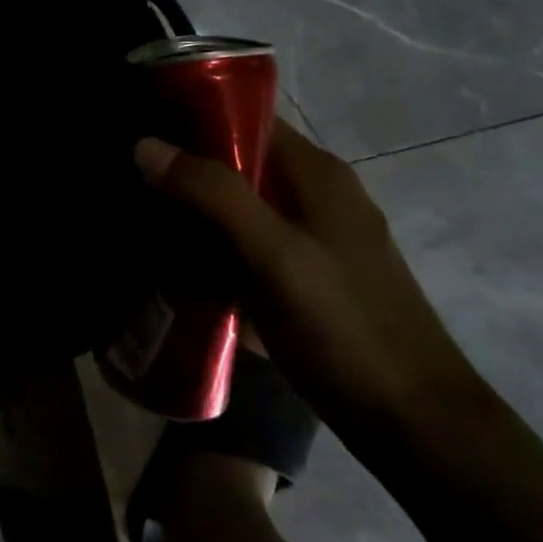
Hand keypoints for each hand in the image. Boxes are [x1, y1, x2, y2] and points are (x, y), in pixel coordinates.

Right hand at [135, 126, 483, 442]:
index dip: (193, 118)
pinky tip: (179, 270)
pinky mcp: (306, 280)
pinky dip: (215, 252)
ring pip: (241, 210)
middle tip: (130, 186)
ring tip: (141, 225)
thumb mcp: (273, 255)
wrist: (413, 423)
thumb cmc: (343, 326)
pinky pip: (248, 249)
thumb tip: (146, 144)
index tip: (140, 131)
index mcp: (316, 174)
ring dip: (196, 215)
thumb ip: (213, 195)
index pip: (247, 119)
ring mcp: (315, 241)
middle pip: (240, 165)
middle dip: (186, 172)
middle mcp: (317, 197)